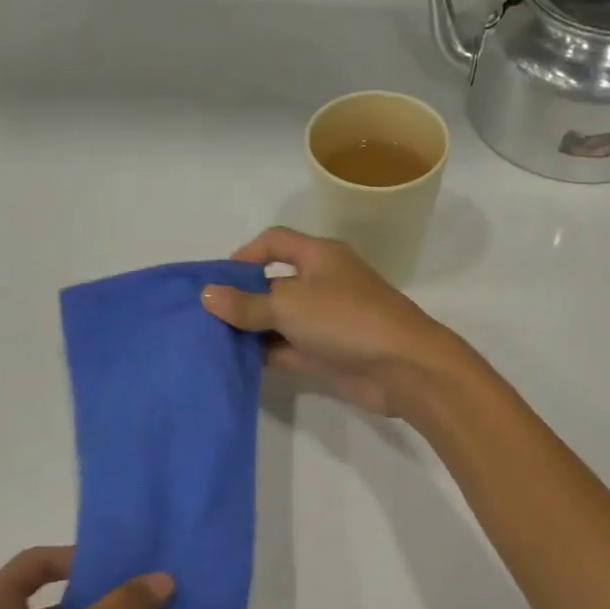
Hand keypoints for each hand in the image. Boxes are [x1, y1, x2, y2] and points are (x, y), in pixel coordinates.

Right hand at [200, 227, 471, 417]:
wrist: (403, 367)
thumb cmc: (346, 320)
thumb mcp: (290, 305)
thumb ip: (247, 304)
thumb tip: (207, 295)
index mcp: (320, 256)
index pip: (275, 242)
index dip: (244, 255)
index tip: (216, 280)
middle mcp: (324, 283)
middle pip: (275, 283)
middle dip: (242, 298)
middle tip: (206, 317)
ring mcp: (328, 320)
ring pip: (281, 320)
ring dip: (253, 330)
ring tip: (214, 342)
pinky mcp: (330, 353)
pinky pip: (291, 348)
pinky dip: (269, 353)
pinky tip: (239, 363)